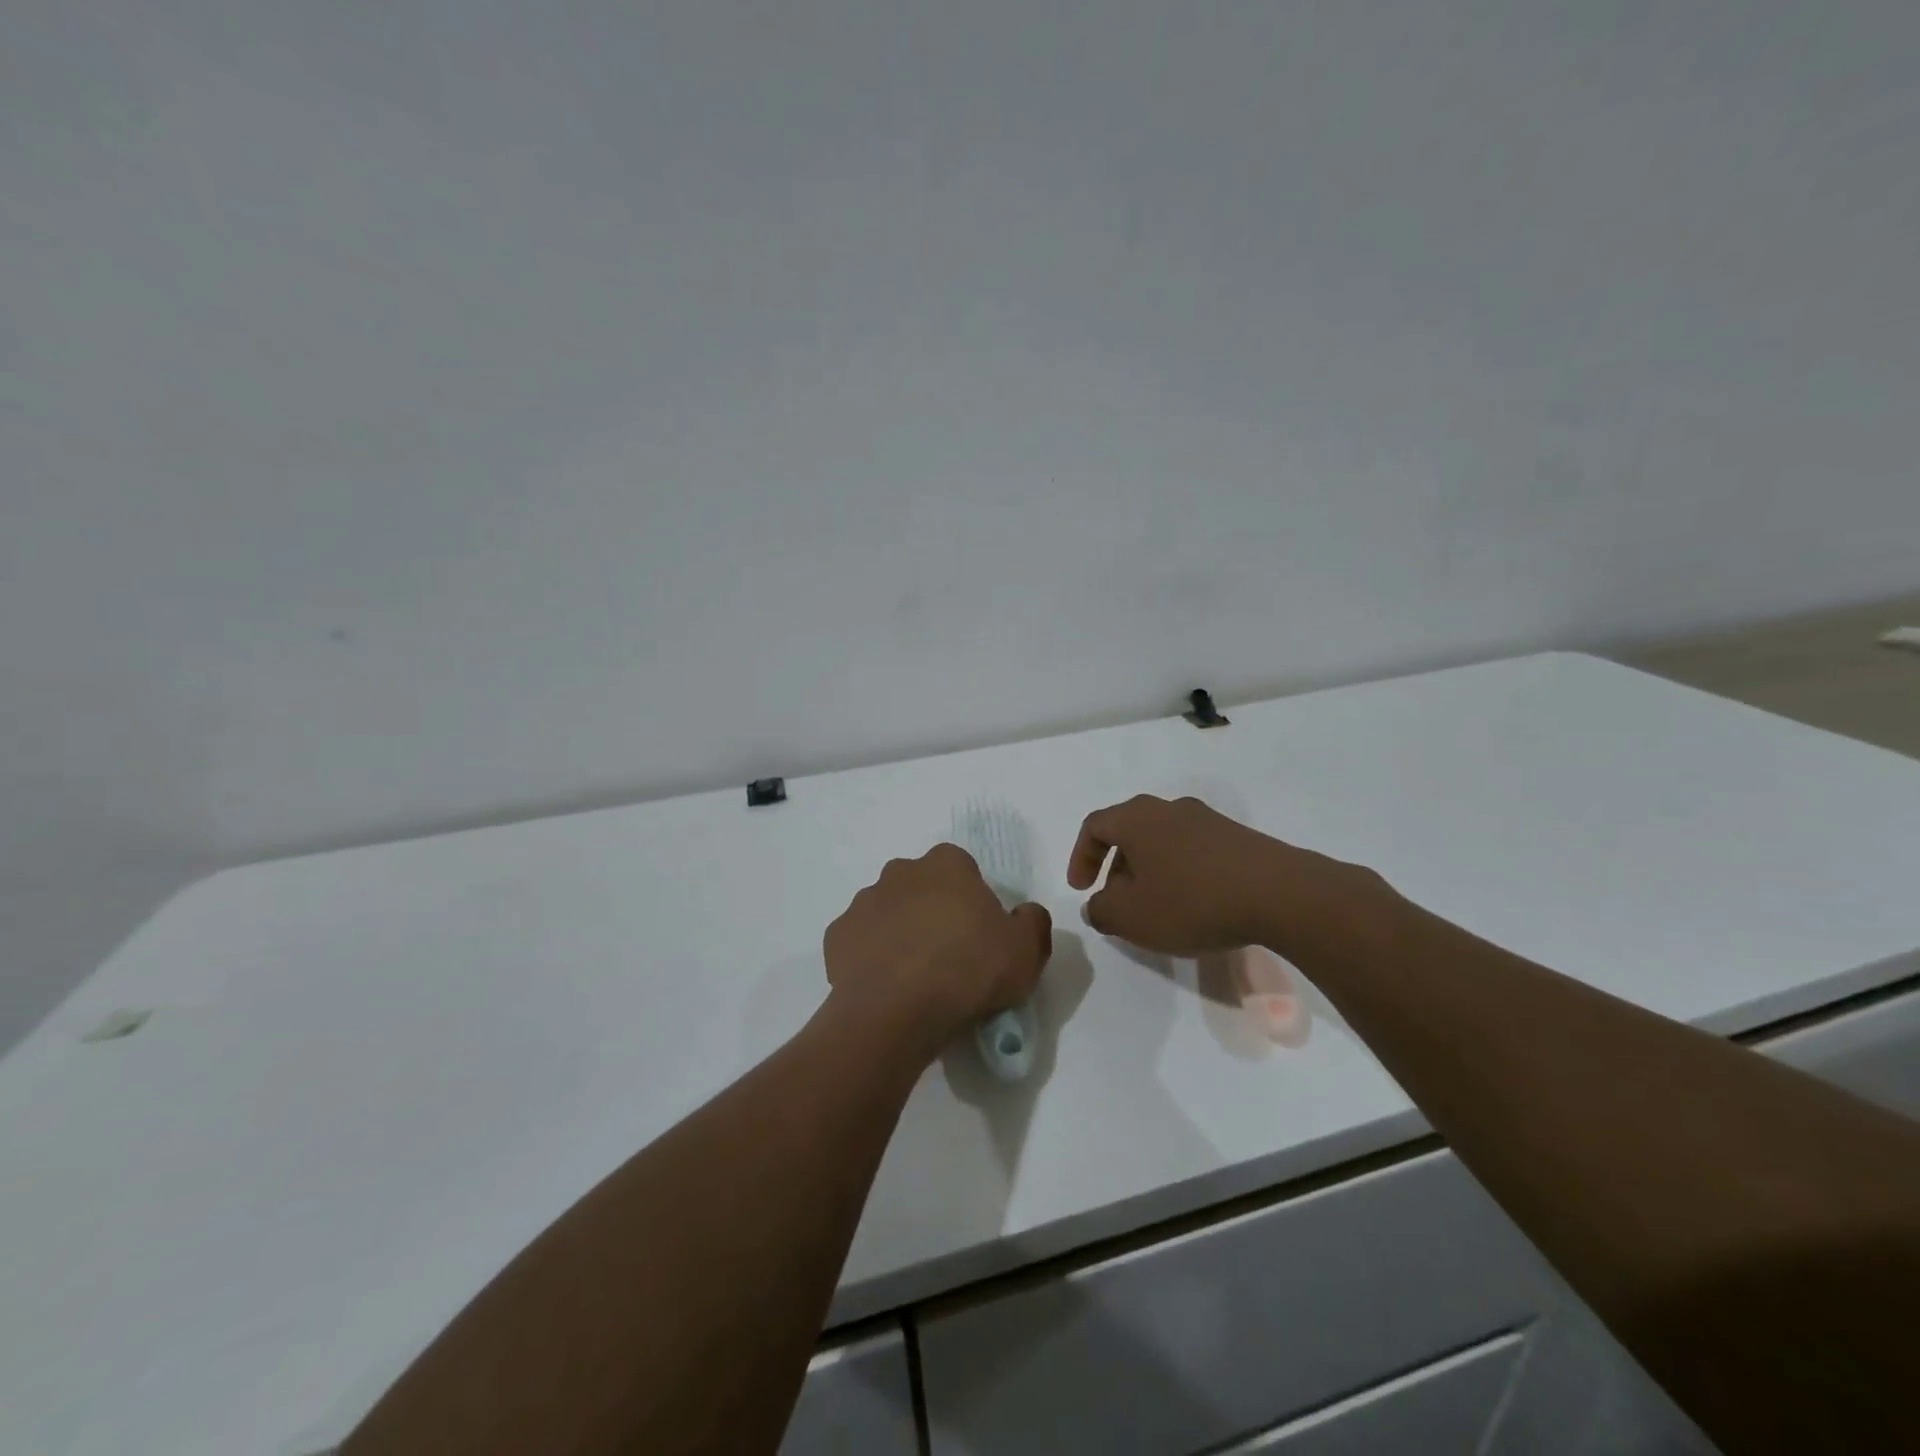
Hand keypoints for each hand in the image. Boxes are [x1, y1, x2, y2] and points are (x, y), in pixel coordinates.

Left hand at [824, 844, 1051, 1059]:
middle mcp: (900, 872)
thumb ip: (1033, 922)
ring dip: (900, 932)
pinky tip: (886, 986)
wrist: (894, 1013)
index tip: (979, 933)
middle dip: (933, 910)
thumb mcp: (1026, 951)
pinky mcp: (836, 936)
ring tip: (915, 976)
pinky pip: (860, 941)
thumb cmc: (967, 971)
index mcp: (946, 865)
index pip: (962, 868)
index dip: (972, 899)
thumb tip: (1025, 913)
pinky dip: (871, 957)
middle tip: (949, 954)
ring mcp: (863, 902)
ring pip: (888, 911)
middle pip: (922, 886)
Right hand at [1067, 794, 1350, 956]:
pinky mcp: (1238, 838)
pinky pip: (1194, 851)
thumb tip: (1097, 904)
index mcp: (1137, 818)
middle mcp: (1170, 809)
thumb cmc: (1191, 901)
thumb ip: (1102, 910)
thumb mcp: (1131, 917)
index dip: (1081, 857)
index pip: (1094, 826)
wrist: (1280, 894)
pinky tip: (1195, 906)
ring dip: (1150, 872)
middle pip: (1130, 832)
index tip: (1082, 889)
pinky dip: (1181, 874)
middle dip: (1116, 868)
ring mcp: (1208, 820)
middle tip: (1118, 903)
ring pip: (1163, 841)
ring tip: (1157, 908)